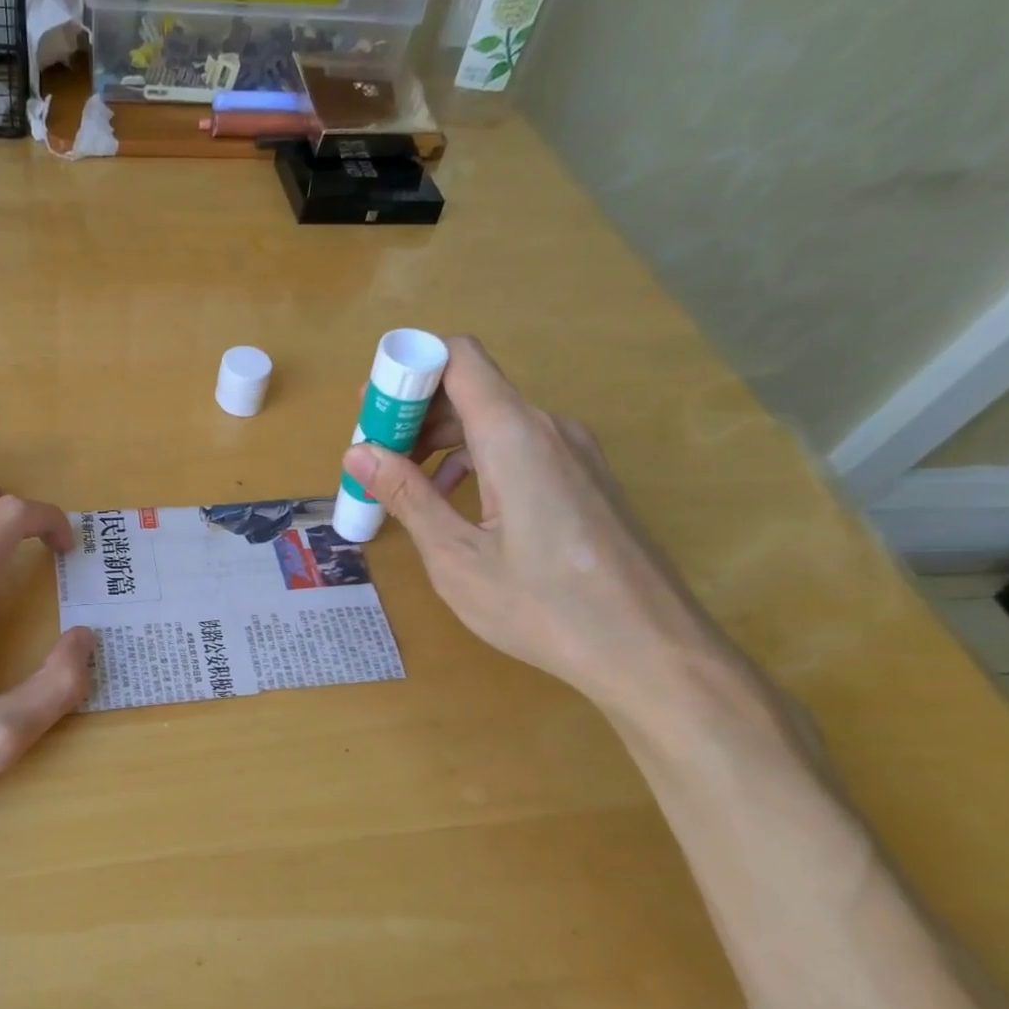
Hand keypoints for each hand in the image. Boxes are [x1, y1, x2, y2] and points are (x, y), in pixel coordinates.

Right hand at [342, 335, 735, 713]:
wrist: (650, 651)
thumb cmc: (544, 607)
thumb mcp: (457, 557)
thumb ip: (408, 496)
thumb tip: (358, 451)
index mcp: (515, 435)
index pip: (458, 358)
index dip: (408, 367)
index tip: (370, 407)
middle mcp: (549, 429)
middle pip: (472, 389)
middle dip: (415, 414)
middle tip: (373, 457)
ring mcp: (574, 453)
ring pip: (495, 421)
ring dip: (443, 442)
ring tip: (404, 486)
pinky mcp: (585, 479)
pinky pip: (519, 448)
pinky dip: (476, 461)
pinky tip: (455, 503)